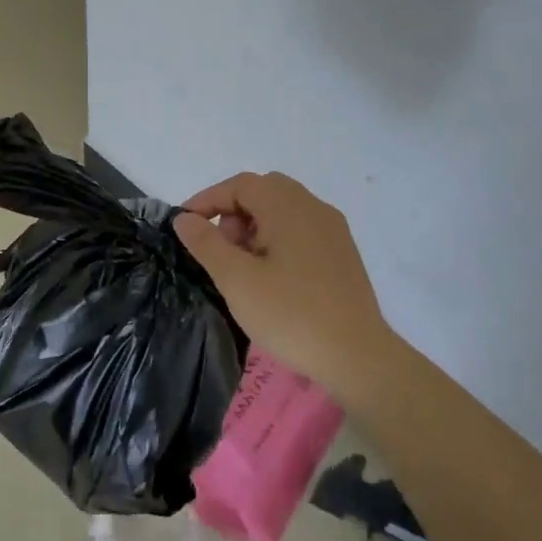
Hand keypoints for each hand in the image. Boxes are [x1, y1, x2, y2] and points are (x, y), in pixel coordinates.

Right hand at [174, 172, 398, 402]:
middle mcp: (314, 208)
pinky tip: (270, 278)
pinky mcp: (342, 255)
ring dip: (254, 228)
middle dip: (233, 214)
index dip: (207, 200)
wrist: (357, 356)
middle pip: (263, 192)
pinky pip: (300, 231)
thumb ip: (206, 243)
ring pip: (283, 212)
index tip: (185, 227)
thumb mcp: (236, 279)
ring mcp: (333, 231)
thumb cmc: (291, 313)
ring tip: (241, 268)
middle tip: (218, 249)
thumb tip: (184, 219)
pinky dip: (276, 240)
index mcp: (288, 206)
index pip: (240, 184)